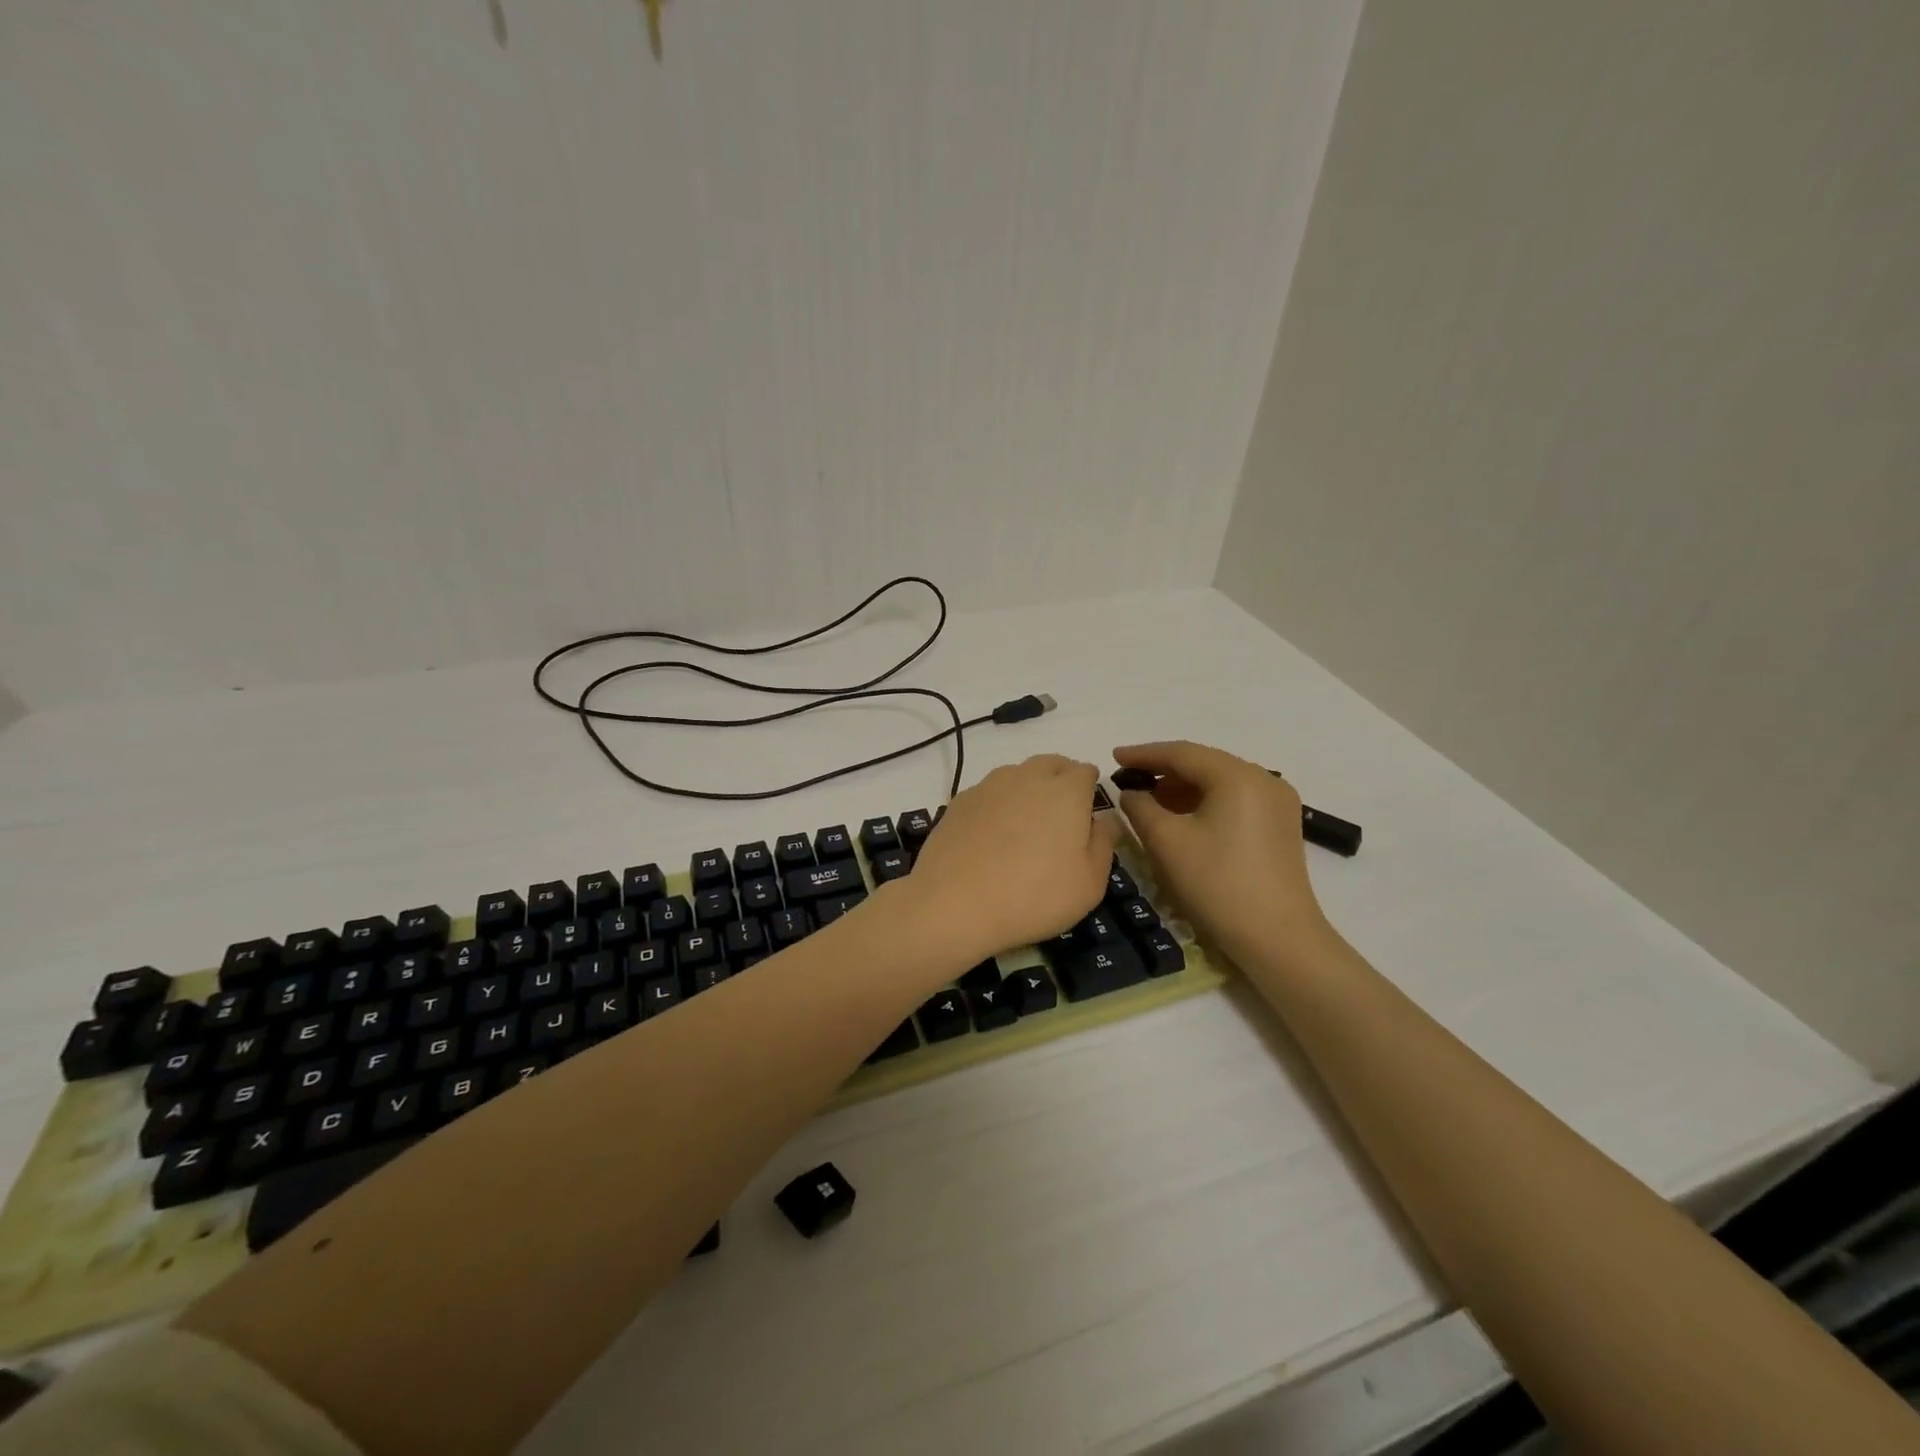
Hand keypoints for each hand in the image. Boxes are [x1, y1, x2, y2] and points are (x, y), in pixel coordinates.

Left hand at [901, 755, 1117, 968]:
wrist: (954, 903)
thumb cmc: (1034, 895)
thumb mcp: (1089, 883)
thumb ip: (1103, 844)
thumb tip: (1103, 820)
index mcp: (1066, 790)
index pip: (1086, 771)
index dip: (1090, 789)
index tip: (1088, 813)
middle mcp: (1027, 776)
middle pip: (1051, 764)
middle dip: (1061, 780)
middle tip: (1061, 816)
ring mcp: (989, 786)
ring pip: (1017, 774)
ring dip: (1027, 790)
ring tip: (1025, 826)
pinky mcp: (960, 801)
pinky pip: (989, 793)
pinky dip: (997, 805)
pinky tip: (992, 836)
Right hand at [1113, 741, 1328, 965]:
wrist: (1277, 939)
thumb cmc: (1217, 884)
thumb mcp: (1166, 842)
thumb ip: (1140, 807)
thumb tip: (1132, 792)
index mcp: (1238, 776)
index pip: (1182, 753)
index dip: (1144, 754)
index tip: (1113, 757)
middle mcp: (1264, 779)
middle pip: (1204, 764)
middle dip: (1163, 770)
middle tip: (1128, 779)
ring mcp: (1277, 802)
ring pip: (1219, 782)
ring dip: (1182, 788)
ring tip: (1149, 800)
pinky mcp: (1280, 825)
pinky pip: (1234, 800)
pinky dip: (1204, 802)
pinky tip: (1181, 817)